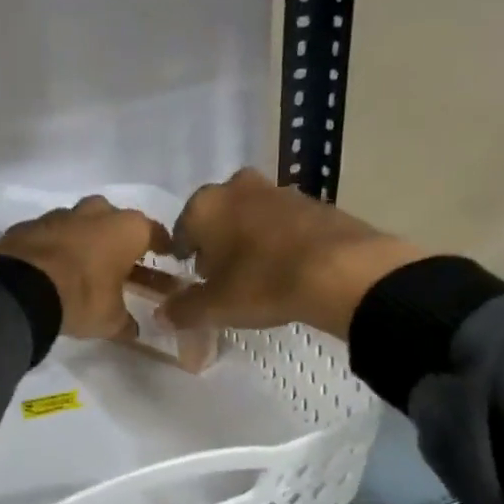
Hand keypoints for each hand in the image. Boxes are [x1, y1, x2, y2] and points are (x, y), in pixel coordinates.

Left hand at [0, 196, 172, 339]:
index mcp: (126, 229)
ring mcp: (59, 215)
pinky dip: (54, 246)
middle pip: (114, 220)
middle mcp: (96, 213)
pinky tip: (51, 266)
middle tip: (120, 259)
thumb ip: (125, 321)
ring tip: (83, 264)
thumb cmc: (82, 297)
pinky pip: (49, 234)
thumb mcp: (111, 319)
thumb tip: (133, 329)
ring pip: (79, 222)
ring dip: (84, 239)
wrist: (21, 289)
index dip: (162, 245)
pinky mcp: (28, 225)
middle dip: (118, 237)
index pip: (153, 232)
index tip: (167, 255)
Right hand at [165, 168, 427, 336]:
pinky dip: (279, 240)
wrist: (341, 270)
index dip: (185, 258)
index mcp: (205, 205)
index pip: (181, 231)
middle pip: (217, 218)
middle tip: (225, 277)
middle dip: (217, 244)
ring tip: (258, 275)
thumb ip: (183, 310)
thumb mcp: (215, 307)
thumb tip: (162, 315)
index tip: (195, 280)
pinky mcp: (313, 201)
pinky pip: (282, 222)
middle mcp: (237, 187)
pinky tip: (287, 267)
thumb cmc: (263, 283)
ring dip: (248, 239)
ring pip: (250, 215)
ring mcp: (278, 189)